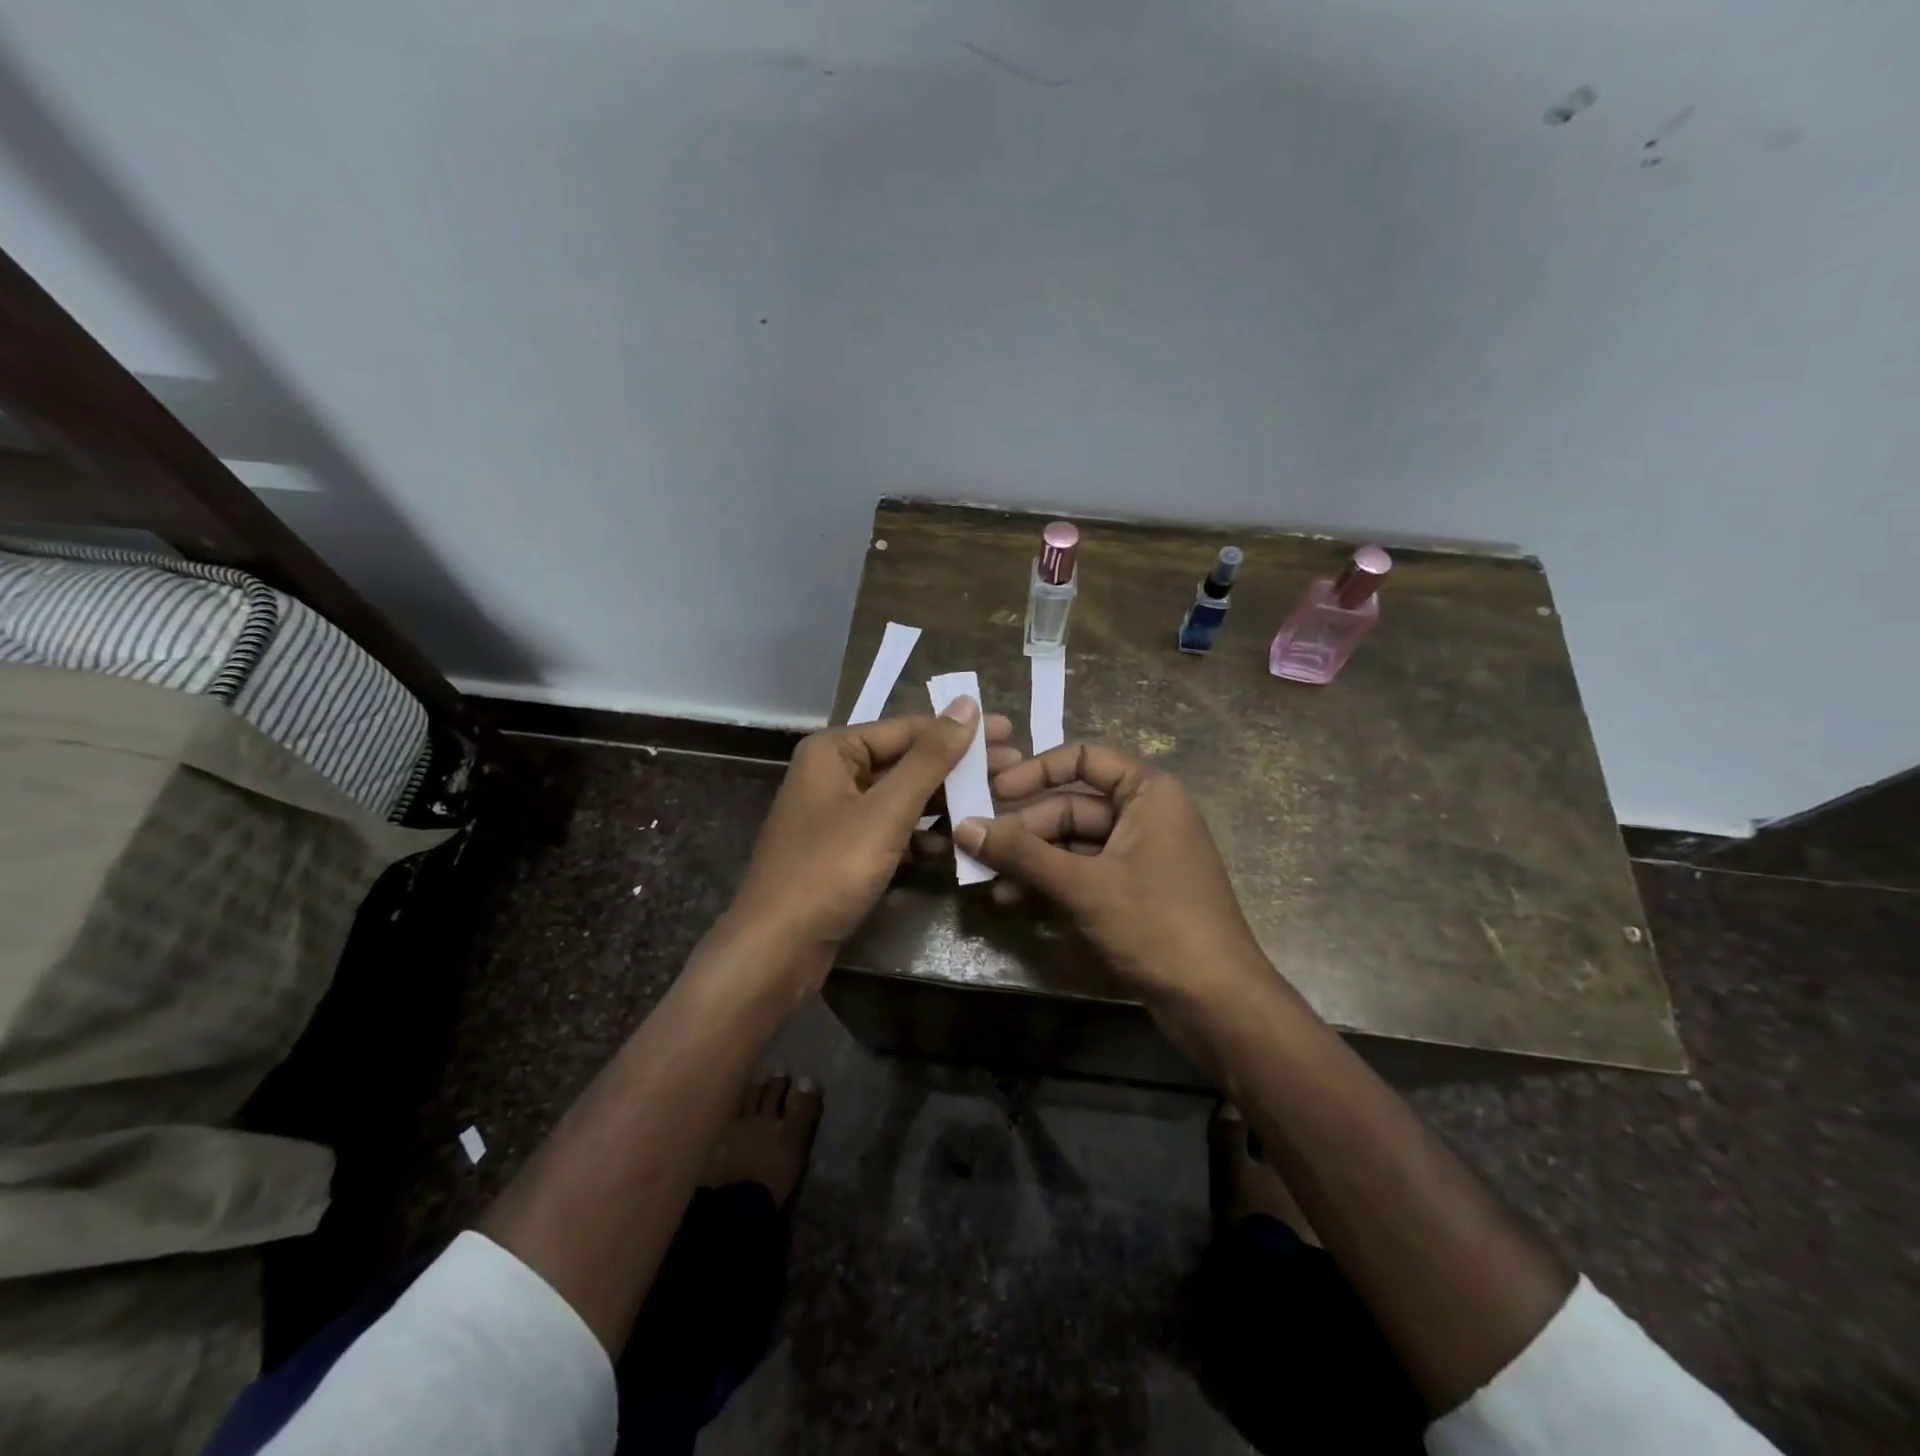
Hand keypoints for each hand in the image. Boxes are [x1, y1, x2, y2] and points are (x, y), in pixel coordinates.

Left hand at [729, 702, 1018, 968]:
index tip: (1012, 733)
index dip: (961, 730)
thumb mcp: (886, 810)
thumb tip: (968, 704)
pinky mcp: (845, 851)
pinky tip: (957, 845)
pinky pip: (892, 831)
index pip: (909, 728)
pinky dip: (922, 836)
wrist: (776, 949)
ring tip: (995, 804)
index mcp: (834, 751)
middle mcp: (833, 774)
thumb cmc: (829, 869)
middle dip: (958, 768)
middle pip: (907, 762)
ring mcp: (838, 815)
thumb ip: (930, 758)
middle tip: (1013, 768)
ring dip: (945, 803)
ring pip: (902, 799)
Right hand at [954, 742, 1268, 1005]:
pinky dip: (1049, 882)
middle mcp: (1145, 815)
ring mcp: (1139, 855)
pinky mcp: (1132, 892)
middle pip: (1070, 806)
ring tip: (984, 880)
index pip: (1082, 758)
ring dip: (1030, 860)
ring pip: (1071, 844)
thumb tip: (963, 826)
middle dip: (1023, 830)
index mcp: (1148, 793)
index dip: (1034, 771)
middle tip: (974, 848)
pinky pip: (1082, 873)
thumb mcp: (1084, 885)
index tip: (992, 791)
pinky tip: (1012, 900)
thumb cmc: (1157, 924)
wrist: (1218, 1003)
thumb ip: (1022, 854)